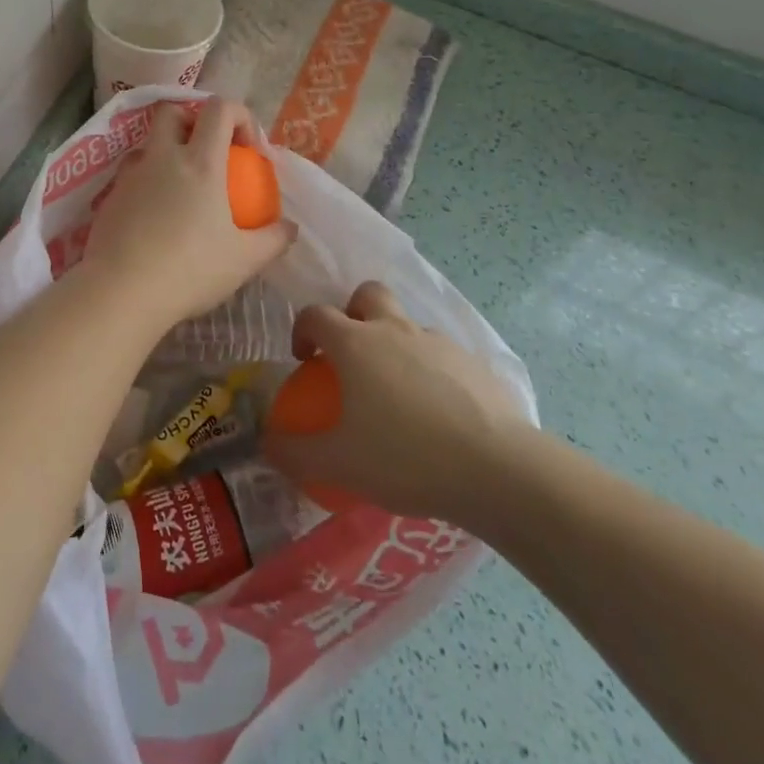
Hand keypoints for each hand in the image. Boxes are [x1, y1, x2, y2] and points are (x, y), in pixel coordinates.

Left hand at [78, 99, 296, 333]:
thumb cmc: (189, 270)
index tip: (249, 148)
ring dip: (166, 152)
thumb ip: (273, 239)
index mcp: (200, 162)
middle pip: (172, 112)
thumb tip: (289, 227)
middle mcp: (162, 157)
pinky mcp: (109, 196)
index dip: (239, 115)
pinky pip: (131, 175)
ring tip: (180, 188)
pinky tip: (155, 217)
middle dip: (192, 121)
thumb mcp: (244, 260)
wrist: (121, 291)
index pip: (219, 109)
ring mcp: (131, 174)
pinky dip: (147, 183)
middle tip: (208, 152)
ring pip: (148, 144)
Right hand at [261, 281, 534, 526]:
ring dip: (397, 344)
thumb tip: (266, 443)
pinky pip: (445, 357)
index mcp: (355, 342)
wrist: (496, 468)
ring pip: (409, 325)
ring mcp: (438, 342)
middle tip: (353, 352)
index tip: (304, 359)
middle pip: (367, 294)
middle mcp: (394, 329)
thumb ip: (295, 452)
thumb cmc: (405, 456)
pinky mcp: (475, 364)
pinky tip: (440, 416)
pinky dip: (434, 373)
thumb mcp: (338, 463)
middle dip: (354, 312)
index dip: (302, 330)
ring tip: (400, 394)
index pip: (315, 314)